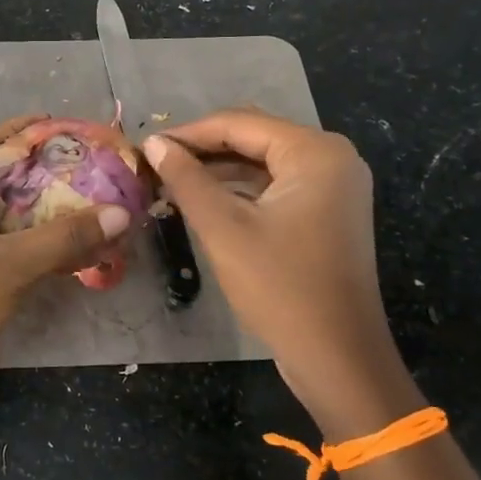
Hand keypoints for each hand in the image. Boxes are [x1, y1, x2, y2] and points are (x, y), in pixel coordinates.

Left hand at [0, 114, 129, 456]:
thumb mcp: (10, 264)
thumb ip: (66, 237)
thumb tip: (121, 213)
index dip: (14, 129)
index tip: (55, 125)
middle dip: (38, 172)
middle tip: (85, 169)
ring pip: (4, 217)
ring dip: (41, 212)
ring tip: (88, 206)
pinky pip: (6, 249)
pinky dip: (36, 246)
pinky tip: (72, 252)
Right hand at [144, 110, 418, 435]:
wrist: (336, 356)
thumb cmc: (279, 286)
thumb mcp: (223, 228)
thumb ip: (186, 179)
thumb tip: (153, 143)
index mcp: (314, 152)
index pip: (239, 123)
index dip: (187, 133)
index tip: (143, 147)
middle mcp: (331, 158)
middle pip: (253, 137)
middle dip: (202, 149)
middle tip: (154, 164)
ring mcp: (334, 186)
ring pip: (263, 162)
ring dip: (218, 170)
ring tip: (169, 181)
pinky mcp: (327, 212)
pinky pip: (275, 186)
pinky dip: (239, 190)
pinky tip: (202, 200)